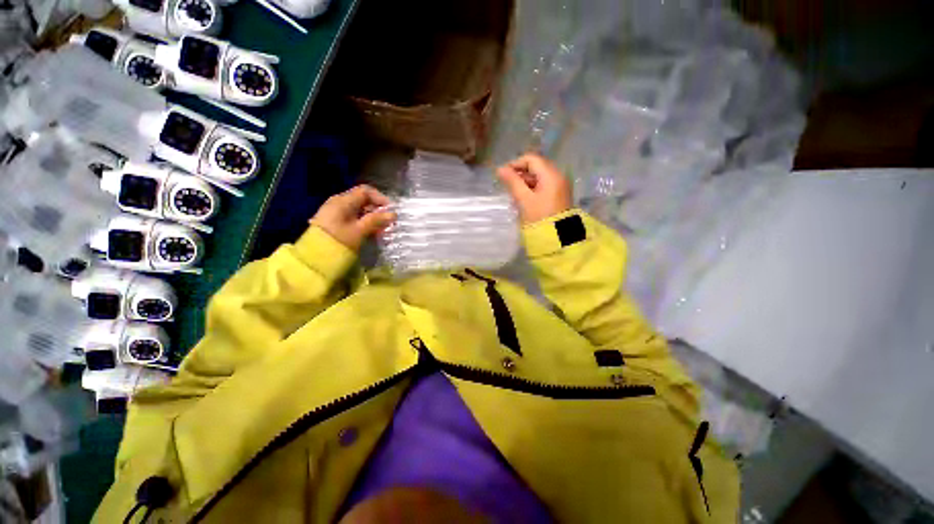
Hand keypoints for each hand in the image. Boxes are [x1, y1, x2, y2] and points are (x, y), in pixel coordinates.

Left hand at [310, 185, 395, 250]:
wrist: (314, 257)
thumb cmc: (339, 240)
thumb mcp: (360, 230)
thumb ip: (376, 220)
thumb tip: (394, 214)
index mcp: (344, 201)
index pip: (366, 191)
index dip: (380, 198)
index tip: (391, 210)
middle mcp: (339, 202)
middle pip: (363, 200)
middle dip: (378, 210)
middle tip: (388, 223)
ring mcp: (335, 212)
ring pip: (359, 210)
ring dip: (372, 218)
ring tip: (381, 230)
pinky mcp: (334, 222)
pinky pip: (353, 218)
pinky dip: (364, 223)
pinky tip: (371, 233)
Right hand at [496, 153, 571, 223]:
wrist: (557, 237)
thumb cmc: (539, 217)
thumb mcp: (524, 199)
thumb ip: (512, 182)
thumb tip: (500, 169)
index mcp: (551, 174)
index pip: (531, 159)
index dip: (515, 164)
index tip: (503, 175)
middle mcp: (558, 175)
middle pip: (536, 166)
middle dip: (520, 173)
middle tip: (507, 185)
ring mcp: (559, 185)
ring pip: (539, 176)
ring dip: (525, 181)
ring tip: (514, 193)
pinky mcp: (558, 194)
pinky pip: (543, 185)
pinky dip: (532, 188)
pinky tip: (524, 198)